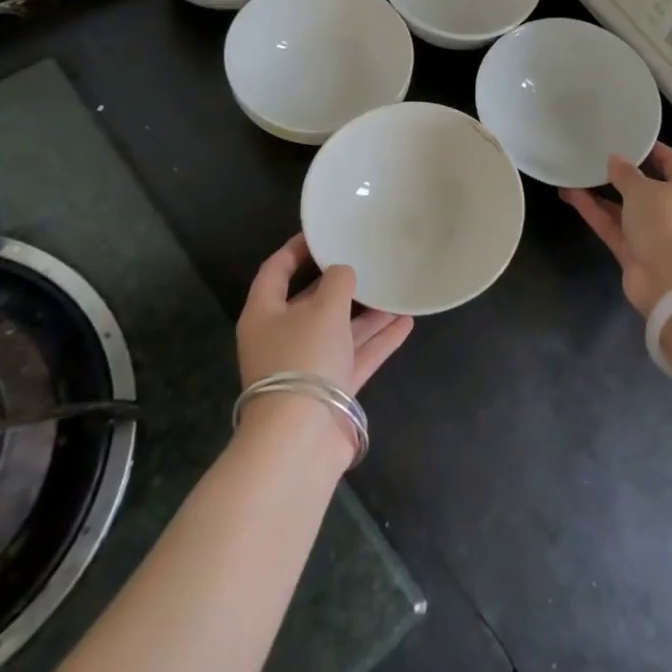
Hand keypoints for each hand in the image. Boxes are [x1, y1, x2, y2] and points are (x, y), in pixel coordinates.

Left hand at [237, 235, 412, 394]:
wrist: (301, 438)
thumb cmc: (304, 358)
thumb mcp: (323, 308)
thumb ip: (338, 282)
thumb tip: (343, 272)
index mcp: (265, 314)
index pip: (276, 270)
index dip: (297, 249)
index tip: (322, 232)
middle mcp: (283, 337)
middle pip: (311, 302)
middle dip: (340, 283)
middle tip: (367, 260)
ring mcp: (308, 365)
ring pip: (340, 330)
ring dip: (367, 313)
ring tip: (396, 289)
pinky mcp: (331, 389)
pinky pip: (357, 355)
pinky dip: (379, 340)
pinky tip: (406, 322)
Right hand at [560, 142, 671, 316]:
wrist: (670, 282)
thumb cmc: (666, 223)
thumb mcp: (644, 189)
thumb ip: (626, 173)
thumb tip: (615, 160)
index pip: (671, 161)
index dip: (651, 149)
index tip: (629, 137)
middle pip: (645, 187)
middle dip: (621, 174)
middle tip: (597, 156)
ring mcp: (653, 233)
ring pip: (624, 208)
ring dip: (601, 193)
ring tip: (575, 173)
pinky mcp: (633, 252)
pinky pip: (612, 226)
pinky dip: (594, 211)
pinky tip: (571, 194)